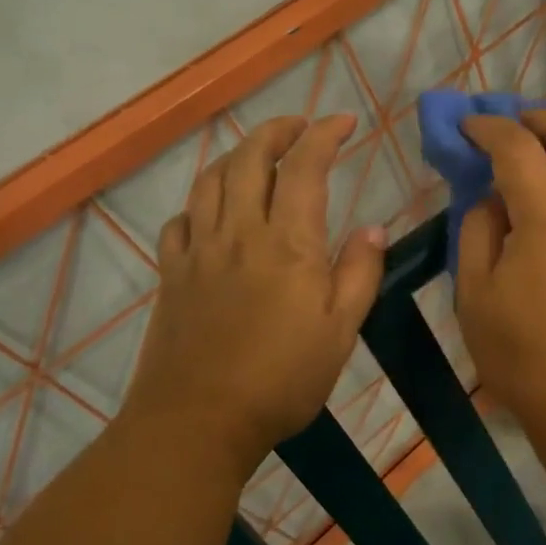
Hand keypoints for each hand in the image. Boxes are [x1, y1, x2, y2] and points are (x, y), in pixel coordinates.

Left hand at [119, 114, 385, 479]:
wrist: (197, 422)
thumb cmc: (282, 379)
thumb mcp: (341, 331)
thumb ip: (359, 273)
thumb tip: (373, 228)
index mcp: (288, 243)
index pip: (304, 167)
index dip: (324, 134)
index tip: (344, 122)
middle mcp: (239, 232)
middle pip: (249, 159)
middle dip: (277, 131)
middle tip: (300, 126)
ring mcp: (199, 251)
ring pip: (210, 181)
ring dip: (236, 155)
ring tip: (257, 156)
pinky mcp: (172, 275)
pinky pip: (180, 221)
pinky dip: (200, 202)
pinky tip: (211, 212)